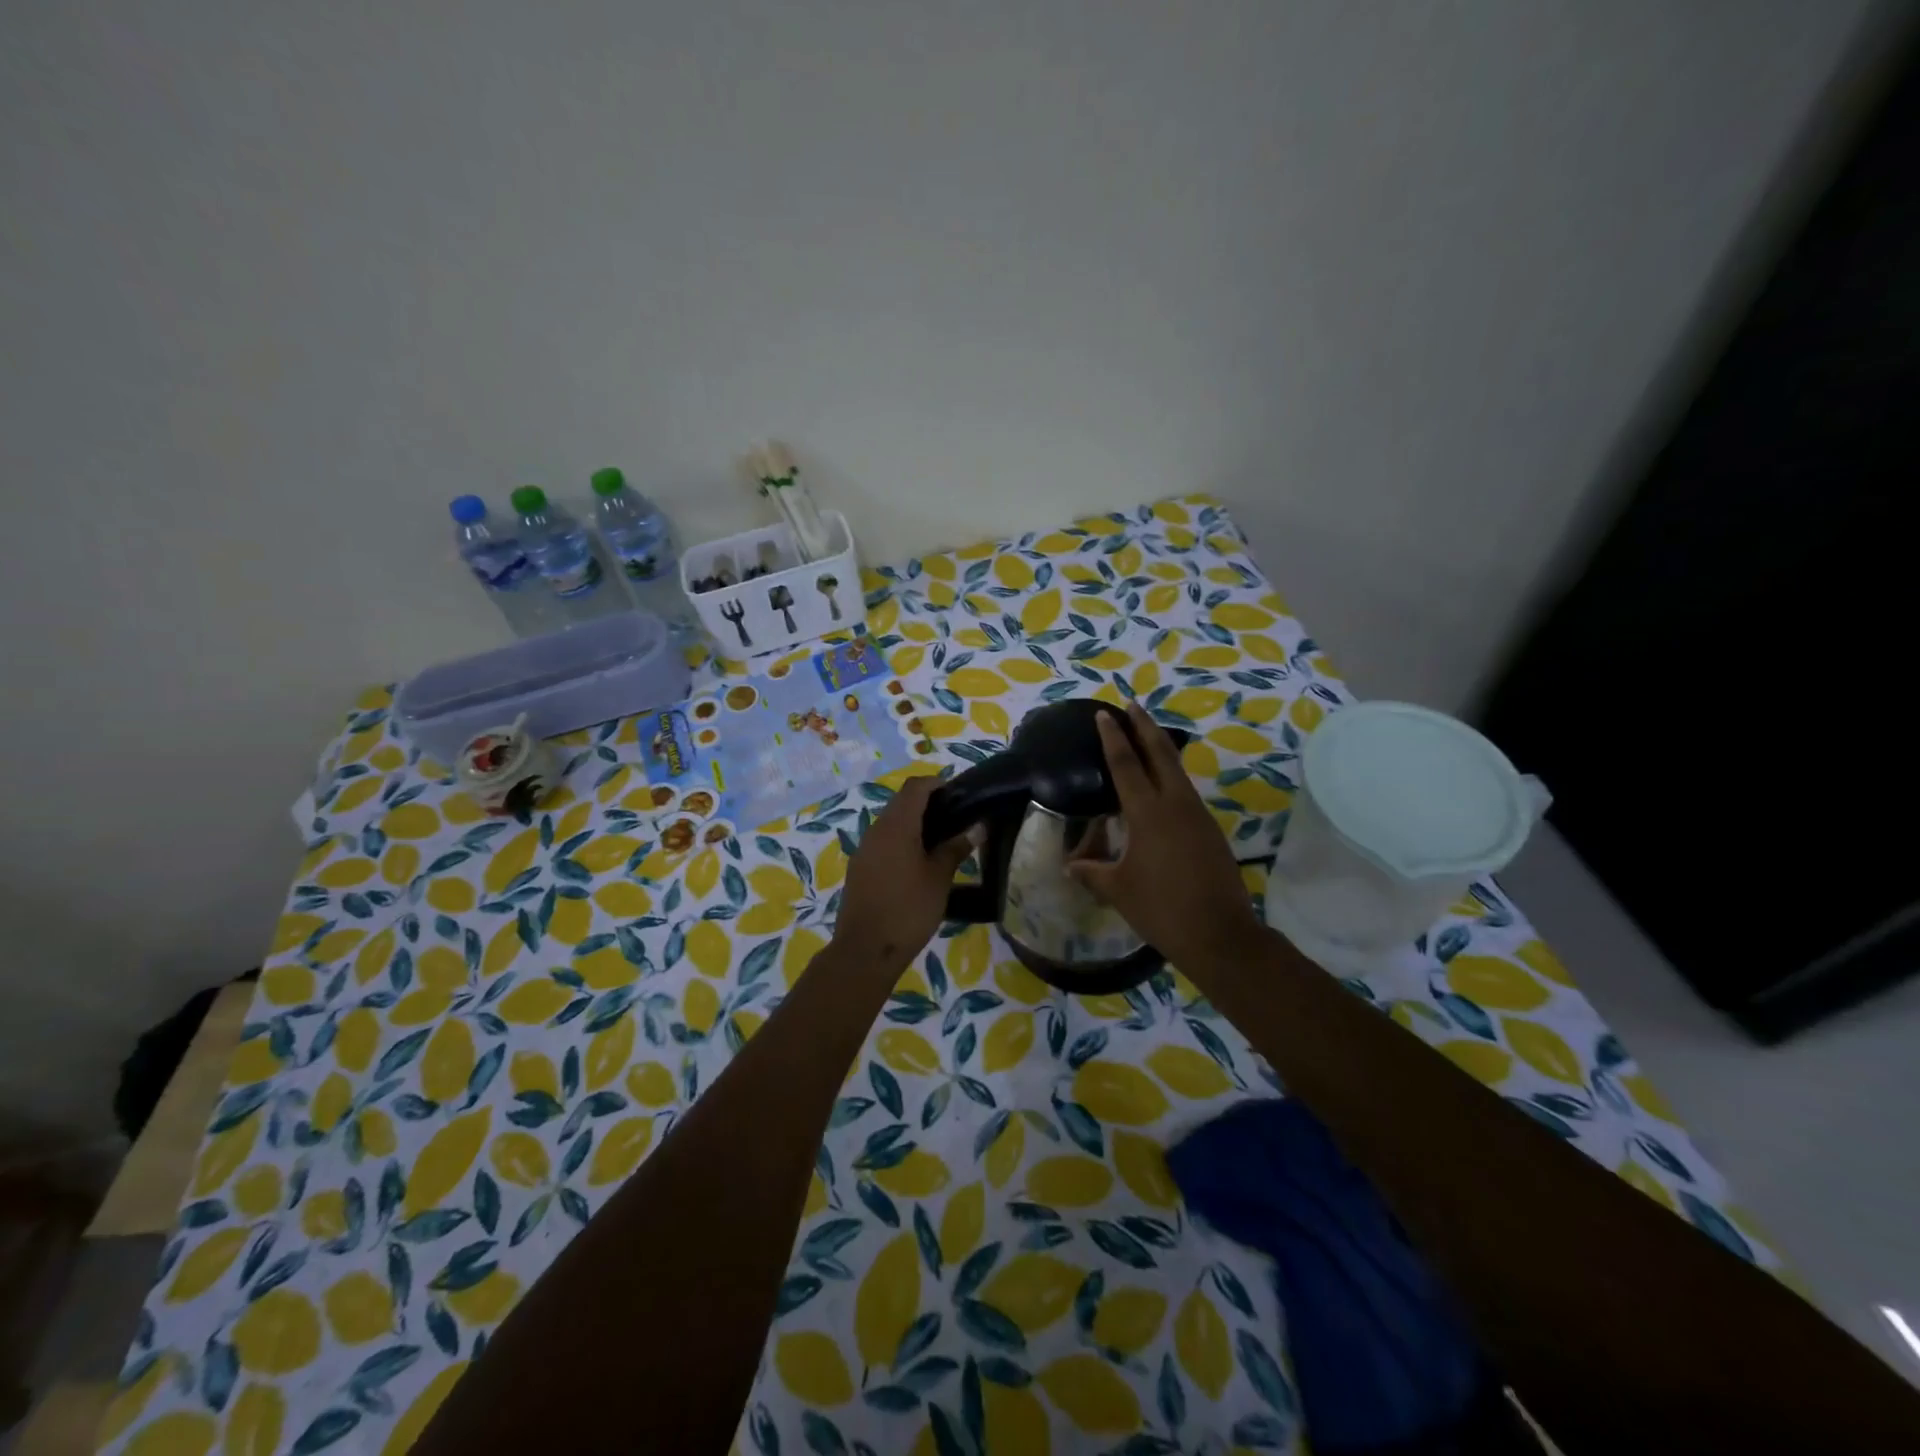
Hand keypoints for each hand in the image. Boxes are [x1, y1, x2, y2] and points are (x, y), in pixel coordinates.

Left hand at [834, 774, 971, 971]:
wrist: (865, 951)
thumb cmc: (908, 909)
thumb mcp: (939, 878)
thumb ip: (956, 848)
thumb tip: (977, 827)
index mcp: (897, 826)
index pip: (916, 787)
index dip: (937, 784)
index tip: (959, 795)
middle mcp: (876, 830)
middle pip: (902, 802)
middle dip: (928, 803)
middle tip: (956, 819)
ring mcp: (864, 849)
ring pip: (891, 822)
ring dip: (914, 823)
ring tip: (942, 842)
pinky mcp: (860, 868)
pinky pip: (883, 841)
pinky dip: (902, 841)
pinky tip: (919, 863)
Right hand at [1069, 701, 1264, 972]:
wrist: (1220, 934)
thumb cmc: (1162, 909)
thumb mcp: (1118, 890)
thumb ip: (1092, 872)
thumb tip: (1071, 864)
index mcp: (1148, 813)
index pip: (1125, 764)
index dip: (1113, 737)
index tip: (1105, 714)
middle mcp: (1176, 804)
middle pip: (1160, 753)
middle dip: (1144, 726)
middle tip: (1132, 705)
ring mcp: (1198, 815)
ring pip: (1177, 770)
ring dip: (1161, 748)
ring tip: (1147, 736)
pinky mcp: (1210, 830)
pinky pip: (1186, 791)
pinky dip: (1171, 775)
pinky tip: (1163, 785)